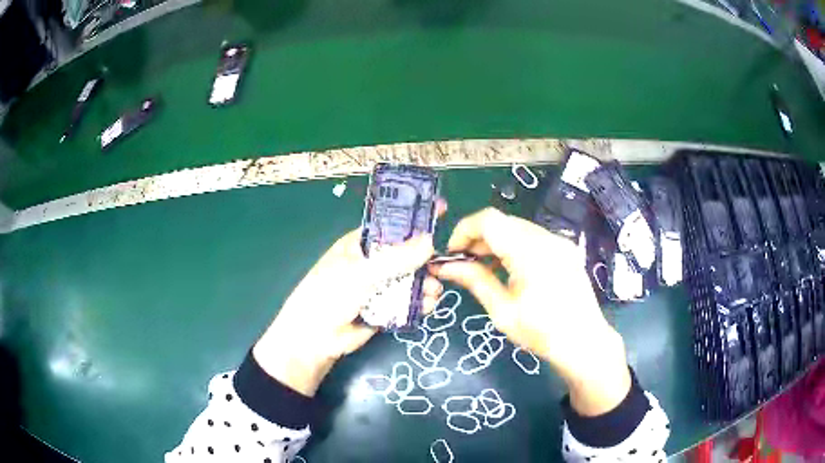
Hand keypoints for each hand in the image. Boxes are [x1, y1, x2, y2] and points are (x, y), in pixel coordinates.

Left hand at [253, 229, 441, 396]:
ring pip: (410, 280)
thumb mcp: (361, 273)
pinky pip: (407, 302)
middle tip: (440, 268)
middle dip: (424, 262)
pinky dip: (420, 303)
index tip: (441, 214)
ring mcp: (378, 287)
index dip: (415, 222)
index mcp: (360, 244)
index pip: (392, 227)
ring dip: (425, 284)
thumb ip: (396, 259)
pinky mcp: (385, 309)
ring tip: (433, 292)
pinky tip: (428, 305)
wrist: (315, 340)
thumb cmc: (329, 296)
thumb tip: (430, 241)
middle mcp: (371, 263)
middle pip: (406, 256)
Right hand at [433, 208, 630, 415]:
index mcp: (530, 251)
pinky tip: (508, 269)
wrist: (584, 342)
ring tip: (483, 268)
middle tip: (463, 263)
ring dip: (495, 242)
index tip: (452, 254)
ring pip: (516, 228)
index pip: (489, 220)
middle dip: (477, 237)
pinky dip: (513, 246)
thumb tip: (445, 267)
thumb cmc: (541, 332)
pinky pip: (532, 237)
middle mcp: (546, 238)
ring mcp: (559, 241)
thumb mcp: (502, 311)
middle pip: (503, 221)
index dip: (464, 230)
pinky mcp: (565, 249)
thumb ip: (474, 281)